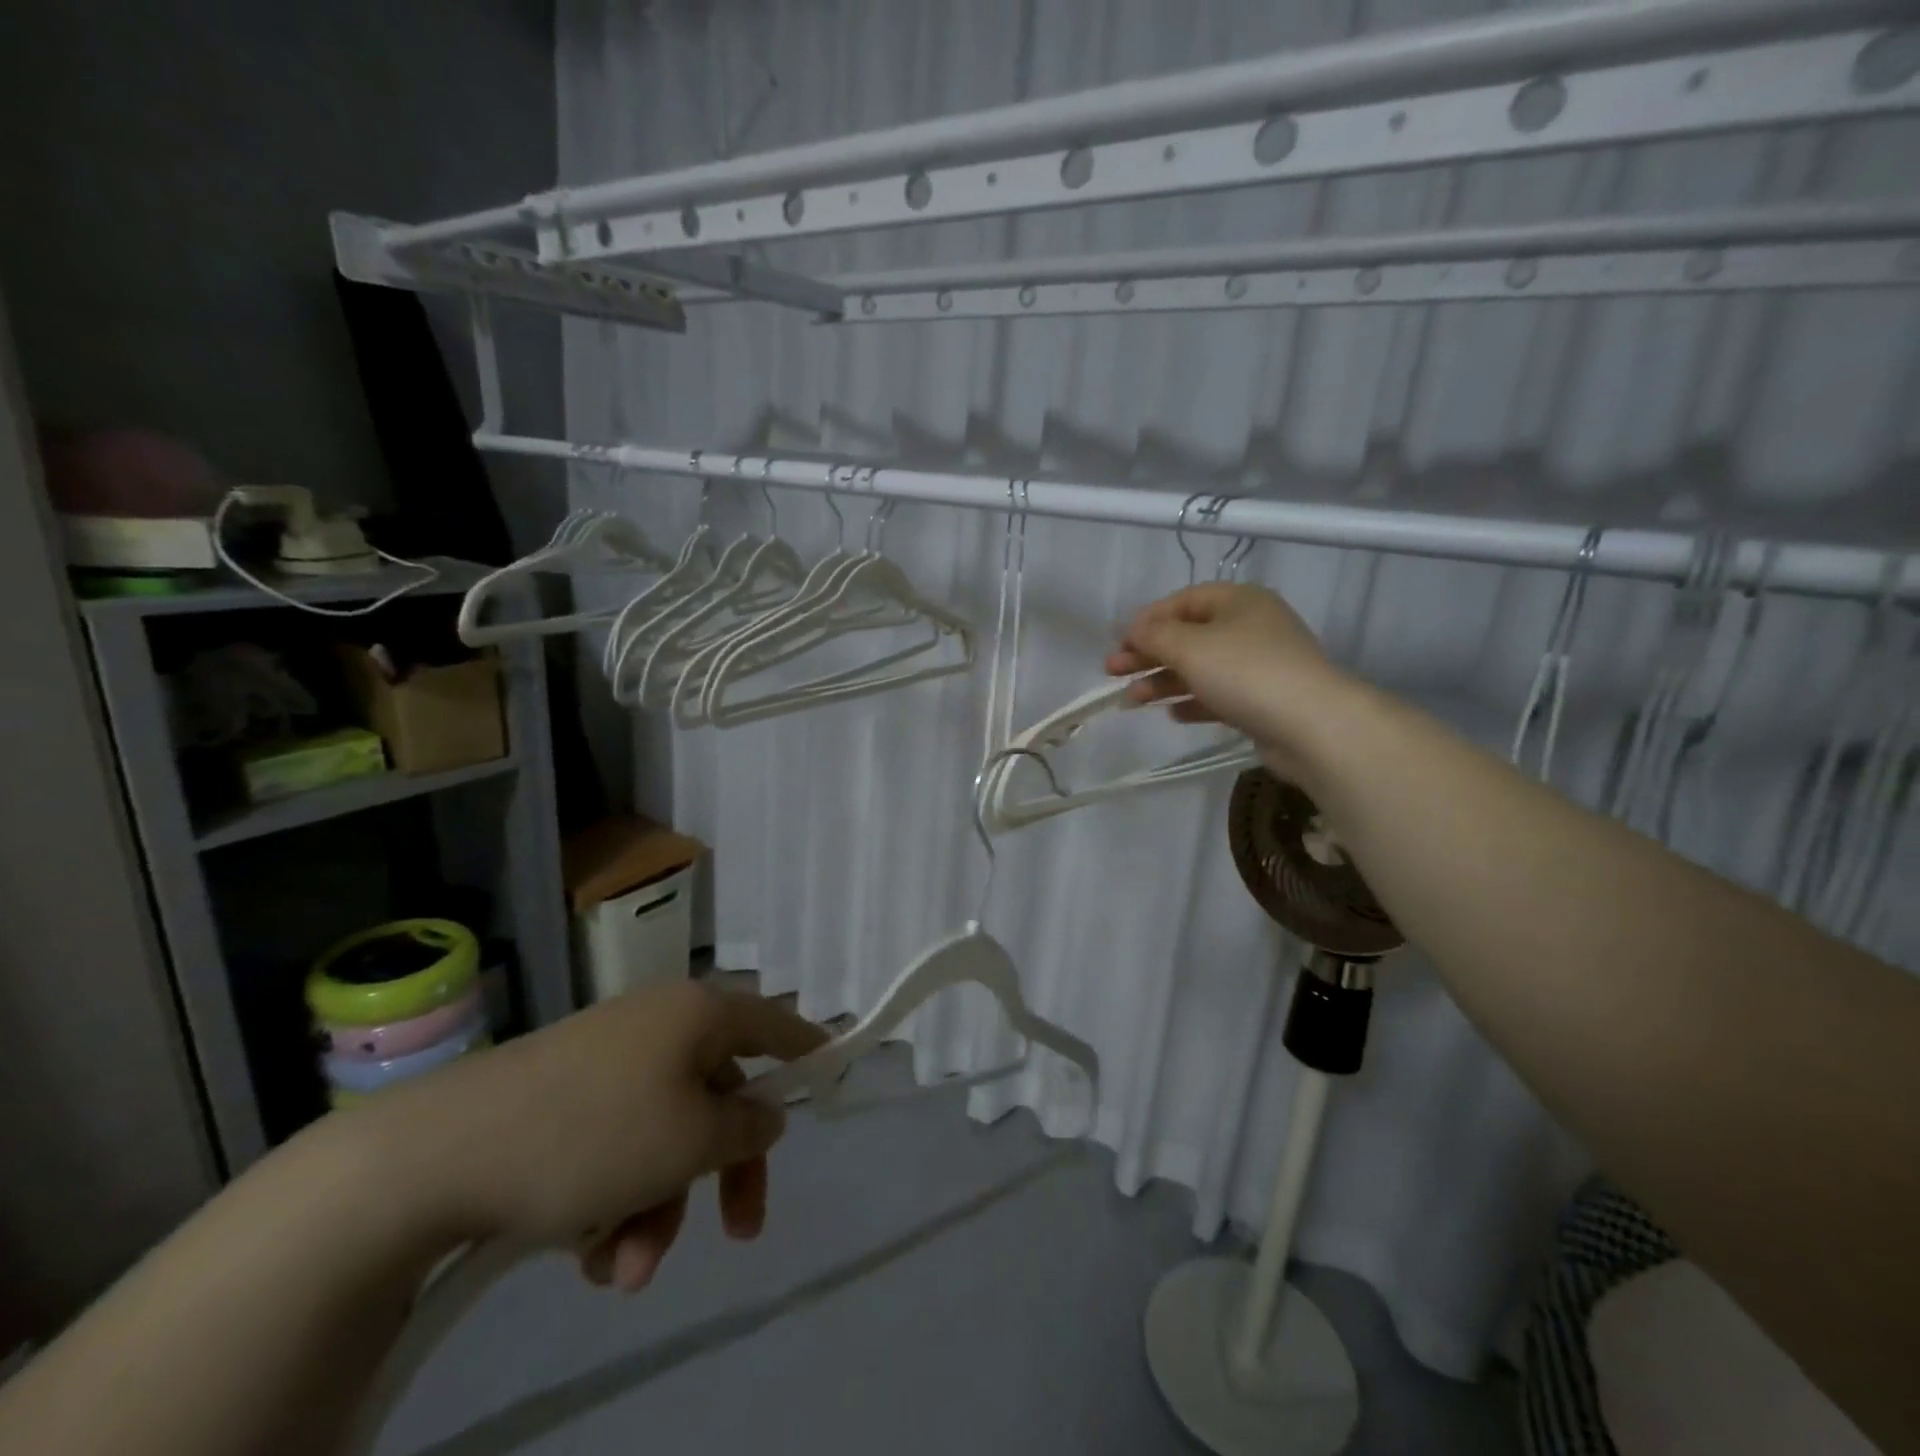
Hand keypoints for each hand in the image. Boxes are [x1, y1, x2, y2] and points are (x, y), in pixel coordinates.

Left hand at [366, 983, 825, 1292]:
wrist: (437, 1155)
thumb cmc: (592, 1135)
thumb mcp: (690, 1141)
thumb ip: (746, 1129)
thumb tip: (766, 1113)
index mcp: (697, 1015)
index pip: (775, 1022)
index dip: (809, 1050)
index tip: (834, 1077)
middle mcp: (659, 1026)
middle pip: (721, 1097)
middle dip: (724, 1173)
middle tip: (740, 1232)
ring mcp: (609, 1062)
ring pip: (665, 1137)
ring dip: (657, 1208)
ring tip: (619, 1271)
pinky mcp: (564, 1101)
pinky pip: (617, 1148)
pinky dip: (614, 1201)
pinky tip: (584, 1254)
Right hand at [1106, 582, 1344, 782]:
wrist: (1312, 726)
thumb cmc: (1246, 673)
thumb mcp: (1190, 647)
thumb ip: (1154, 635)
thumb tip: (1132, 630)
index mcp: (1238, 601)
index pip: (1182, 601)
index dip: (1146, 620)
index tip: (1118, 642)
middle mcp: (1250, 627)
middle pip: (1188, 636)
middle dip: (1147, 654)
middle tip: (1112, 672)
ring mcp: (1259, 665)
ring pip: (1200, 668)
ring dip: (1163, 681)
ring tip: (1132, 702)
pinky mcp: (1263, 700)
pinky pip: (1218, 695)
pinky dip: (1192, 701)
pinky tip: (1173, 715)